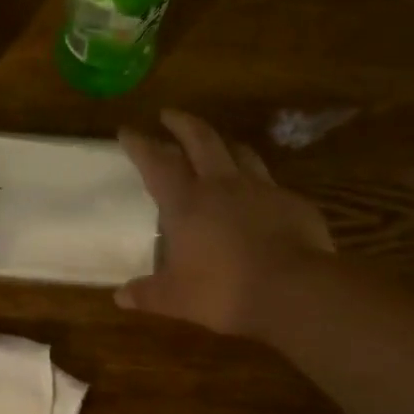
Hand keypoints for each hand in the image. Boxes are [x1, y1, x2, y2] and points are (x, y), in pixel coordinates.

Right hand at [116, 109, 334, 336]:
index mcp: (187, 202)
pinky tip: (259, 195)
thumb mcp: (176, 299)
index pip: (157, 162)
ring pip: (240, 152)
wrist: (293, 290)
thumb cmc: (223, 291)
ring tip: (217, 144)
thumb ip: (147, 294)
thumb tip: (120, 297)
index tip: (127, 130)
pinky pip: (271, 183)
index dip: (140, 144)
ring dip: (224, 143)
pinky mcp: (292, 202)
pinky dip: (258, 183)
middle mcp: (222, 185)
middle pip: (201, 139)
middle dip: (182, 123)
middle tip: (169, 114)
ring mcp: (261, 189)